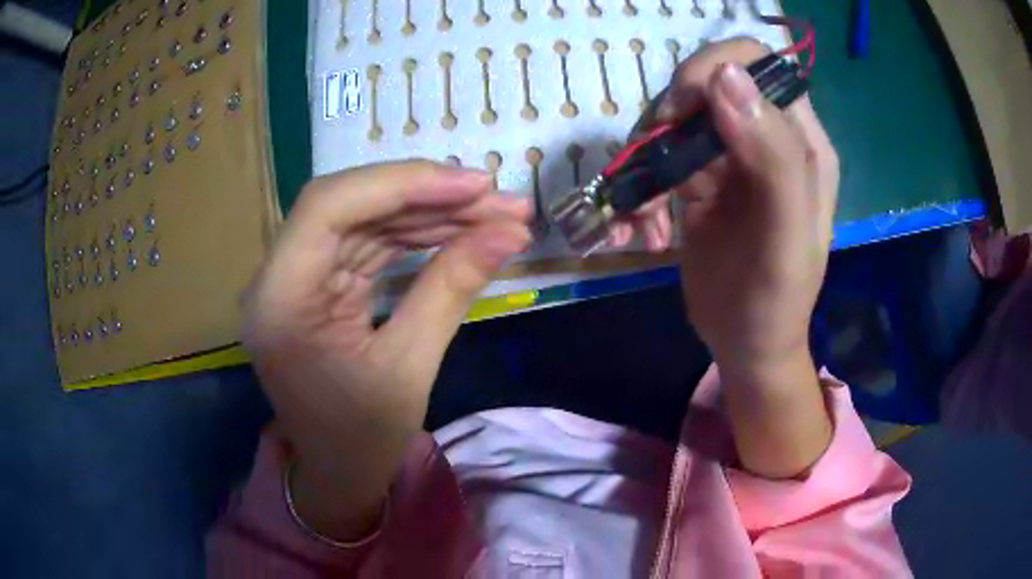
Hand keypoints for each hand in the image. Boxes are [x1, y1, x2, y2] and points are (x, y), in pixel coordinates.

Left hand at [243, 161, 530, 539]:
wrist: (337, 473)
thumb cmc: (362, 439)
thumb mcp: (410, 370)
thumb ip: (451, 290)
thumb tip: (508, 232)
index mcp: (280, 302)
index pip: (328, 207)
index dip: (402, 183)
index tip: (474, 185)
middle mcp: (278, 277)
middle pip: (350, 204)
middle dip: (428, 195)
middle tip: (499, 199)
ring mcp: (298, 277)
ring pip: (365, 218)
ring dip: (431, 211)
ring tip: (495, 214)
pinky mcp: (320, 283)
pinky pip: (369, 241)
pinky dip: (417, 233)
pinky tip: (460, 231)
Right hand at [636, 39, 838, 476]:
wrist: (746, 344)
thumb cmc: (773, 301)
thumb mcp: (784, 237)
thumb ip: (773, 156)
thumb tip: (726, 77)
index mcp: (802, 142)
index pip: (759, 65)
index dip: (716, 70)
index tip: (683, 111)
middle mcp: (767, 136)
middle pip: (710, 79)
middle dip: (673, 107)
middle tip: (656, 151)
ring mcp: (732, 155)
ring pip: (678, 113)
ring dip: (649, 148)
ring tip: (645, 205)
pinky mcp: (701, 177)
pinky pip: (662, 153)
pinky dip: (641, 180)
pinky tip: (643, 225)